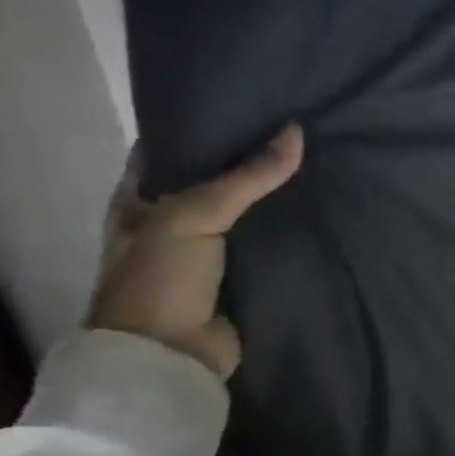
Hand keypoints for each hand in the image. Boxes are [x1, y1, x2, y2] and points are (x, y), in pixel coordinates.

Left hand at [88, 126, 303, 378]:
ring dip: (270, 195)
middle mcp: (170, 219)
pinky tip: (315, 206)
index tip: (244, 98)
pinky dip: (285, 230)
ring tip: (313, 157)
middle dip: (246, 157)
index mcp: (139, 197)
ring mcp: (206, 251)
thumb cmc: (159, 278)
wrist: (170, 357)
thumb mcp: (192, 215)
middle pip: (212, 177)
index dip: (200, 121)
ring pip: (243, 212)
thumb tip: (296, 132)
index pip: (170, 146)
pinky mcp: (238, 277)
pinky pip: (265, 244)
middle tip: (292, 125)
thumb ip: (245, 177)